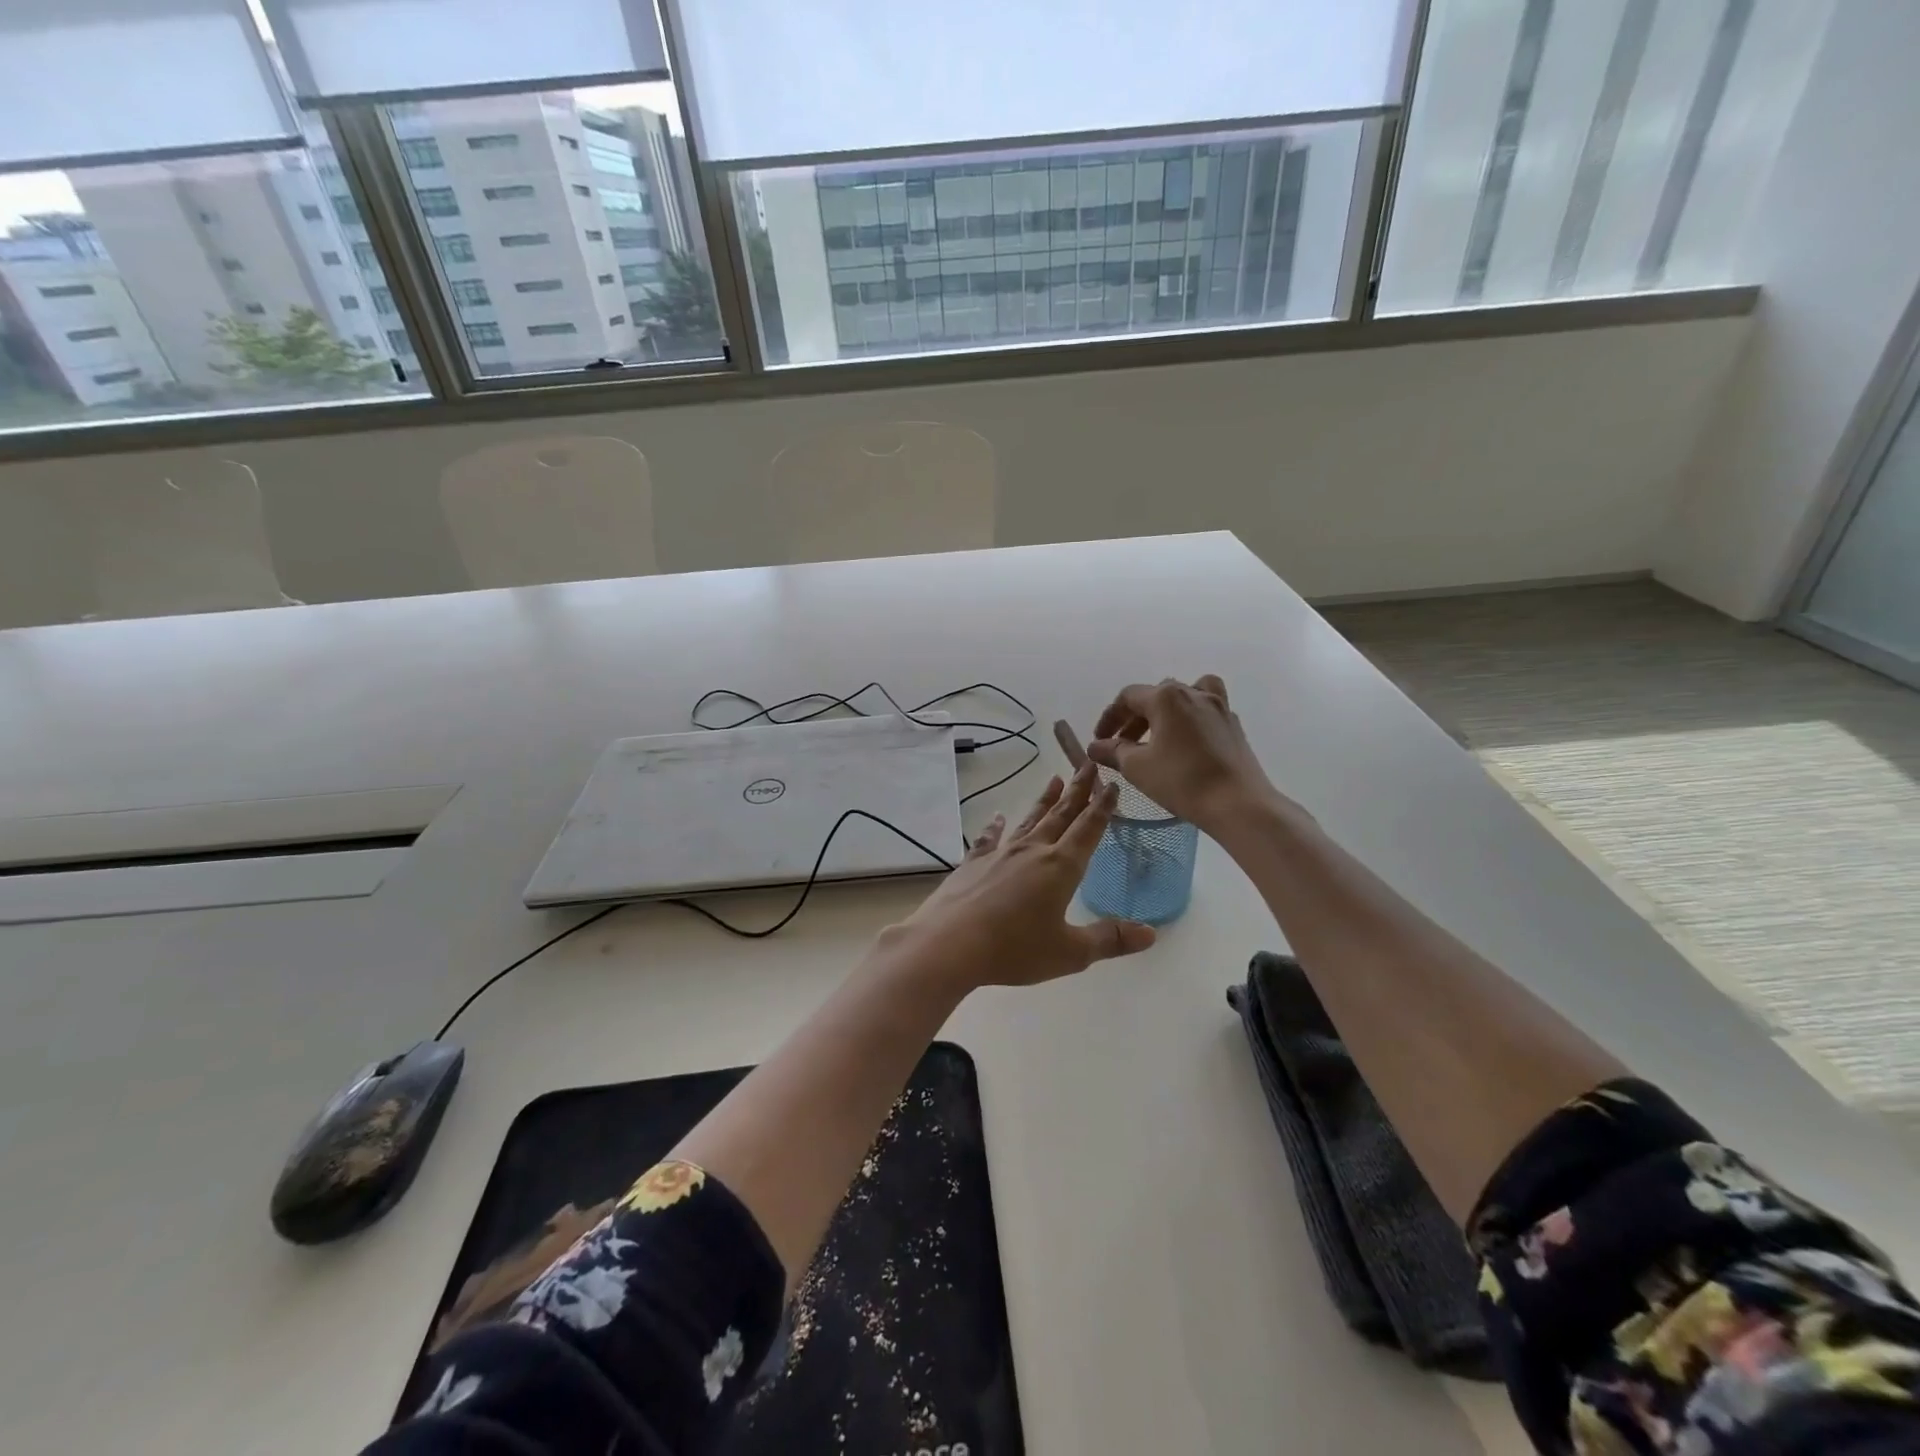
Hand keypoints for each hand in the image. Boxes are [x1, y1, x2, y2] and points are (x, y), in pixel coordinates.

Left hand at [881, 762, 1156, 990]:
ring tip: (1054, 779)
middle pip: (1060, 815)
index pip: (1088, 829)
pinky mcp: (973, 863)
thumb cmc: (1014, 949)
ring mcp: (1000, 854)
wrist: (949, 944)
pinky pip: (988, 838)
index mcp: (1061, 867)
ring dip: (1044, 800)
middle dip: (1077, 790)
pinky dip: (995, 827)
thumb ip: (1110, 940)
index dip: (1103, 807)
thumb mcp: (1070, 953)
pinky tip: (997, 817)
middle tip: (1087, 763)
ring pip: (1028, 820)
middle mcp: (1032, 851)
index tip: (1112, 784)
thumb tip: (1151, 934)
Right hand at [1087, 675, 1282, 836]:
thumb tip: (1096, 746)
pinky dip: (1190, 720)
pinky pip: (1205, 711)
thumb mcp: (1137, 767)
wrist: (1238, 803)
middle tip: (1123, 744)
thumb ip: (1113, 751)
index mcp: (1166, 697)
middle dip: (1135, 717)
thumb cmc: (1181, 780)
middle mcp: (1193, 692)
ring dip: (1166, 711)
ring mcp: (1218, 707)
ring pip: (1185, 696)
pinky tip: (1186, 745)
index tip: (1100, 740)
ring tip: (1158, 736)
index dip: (1109, 717)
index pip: (1128, 697)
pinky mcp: (1233, 725)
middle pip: (1156, 695)